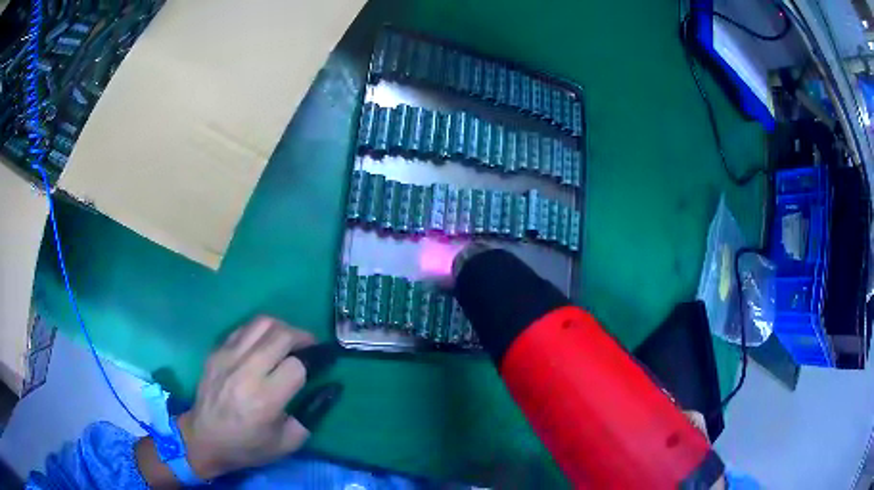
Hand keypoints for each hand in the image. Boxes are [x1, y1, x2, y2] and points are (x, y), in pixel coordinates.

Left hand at [178, 316, 315, 479]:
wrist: (204, 438)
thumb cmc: (248, 446)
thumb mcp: (288, 442)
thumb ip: (312, 415)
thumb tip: (329, 388)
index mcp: (264, 400)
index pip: (296, 366)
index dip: (310, 365)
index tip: (316, 368)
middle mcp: (245, 372)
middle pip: (281, 335)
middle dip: (302, 337)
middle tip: (309, 346)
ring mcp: (227, 357)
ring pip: (261, 323)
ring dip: (282, 328)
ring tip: (288, 341)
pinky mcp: (216, 351)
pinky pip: (243, 329)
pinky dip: (260, 332)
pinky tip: (263, 345)